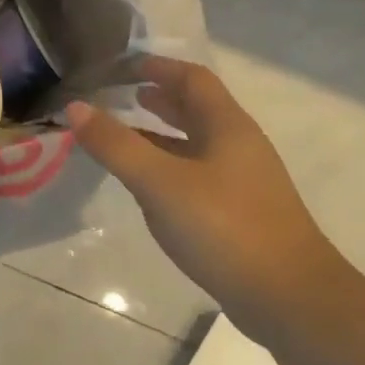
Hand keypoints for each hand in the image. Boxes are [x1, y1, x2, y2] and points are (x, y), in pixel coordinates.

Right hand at [67, 57, 337, 324]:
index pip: (192, 79)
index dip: (158, 67)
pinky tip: (149, 185)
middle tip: (120, 95)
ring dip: (163, 134)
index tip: (122, 66)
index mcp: (227, 126)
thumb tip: (75, 107)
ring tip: (126, 134)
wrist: (290, 298)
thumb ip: (116, 145)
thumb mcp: (160, 183)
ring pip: (197, 143)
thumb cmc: (225, 228)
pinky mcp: (241, 213)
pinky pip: (198, 174)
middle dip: (160, 98)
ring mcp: (243, 181)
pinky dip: (170, 167)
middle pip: (197, 108)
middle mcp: (239, 146)